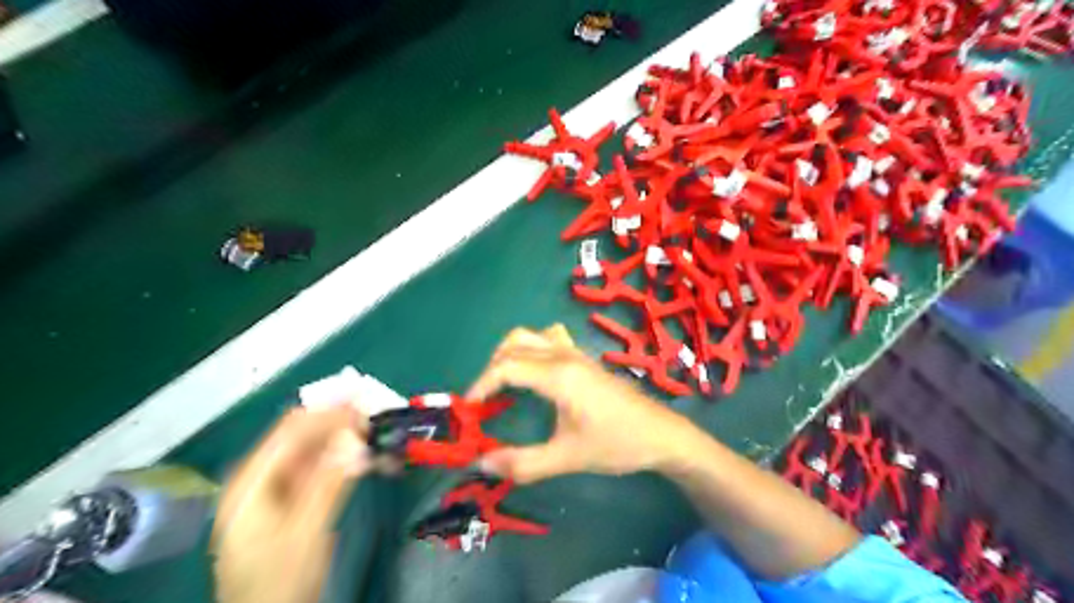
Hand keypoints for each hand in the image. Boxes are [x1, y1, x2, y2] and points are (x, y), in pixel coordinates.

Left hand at [209, 404, 368, 602]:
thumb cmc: (278, 580)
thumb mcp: (306, 531)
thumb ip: (330, 482)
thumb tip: (358, 439)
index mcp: (253, 480)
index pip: (292, 430)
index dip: (328, 411)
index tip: (365, 401)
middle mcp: (263, 476)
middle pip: (303, 435)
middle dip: (341, 422)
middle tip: (378, 415)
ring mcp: (279, 488)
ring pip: (316, 450)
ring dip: (348, 438)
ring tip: (379, 433)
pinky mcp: (295, 499)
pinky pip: (323, 468)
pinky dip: (347, 459)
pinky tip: (370, 457)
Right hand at [468, 324, 697, 481]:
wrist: (661, 435)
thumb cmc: (616, 444)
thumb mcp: (567, 458)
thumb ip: (522, 463)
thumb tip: (480, 463)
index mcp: (558, 375)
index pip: (506, 366)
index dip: (481, 385)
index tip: (469, 410)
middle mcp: (564, 355)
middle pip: (514, 344)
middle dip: (492, 368)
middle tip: (485, 399)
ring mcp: (577, 353)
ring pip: (532, 336)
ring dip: (510, 353)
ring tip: (504, 383)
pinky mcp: (585, 359)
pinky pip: (551, 338)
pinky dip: (532, 348)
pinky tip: (536, 374)